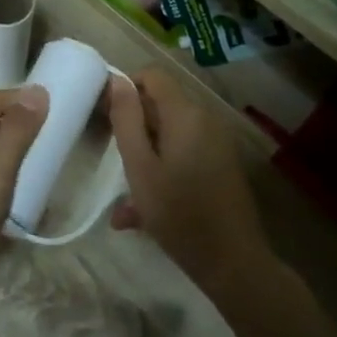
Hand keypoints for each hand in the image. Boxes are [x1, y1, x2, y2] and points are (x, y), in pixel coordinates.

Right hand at [106, 68, 270, 286]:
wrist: (231, 261)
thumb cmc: (178, 213)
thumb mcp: (140, 167)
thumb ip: (127, 120)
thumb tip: (118, 80)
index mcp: (186, 114)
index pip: (153, 75)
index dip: (125, 88)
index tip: (105, 117)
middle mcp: (206, 119)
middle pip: (161, 104)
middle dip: (133, 126)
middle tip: (111, 157)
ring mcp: (217, 142)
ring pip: (170, 134)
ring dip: (144, 155)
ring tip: (123, 197)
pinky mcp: (220, 164)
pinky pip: (183, 153)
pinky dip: (161, 170)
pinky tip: (141, 212)